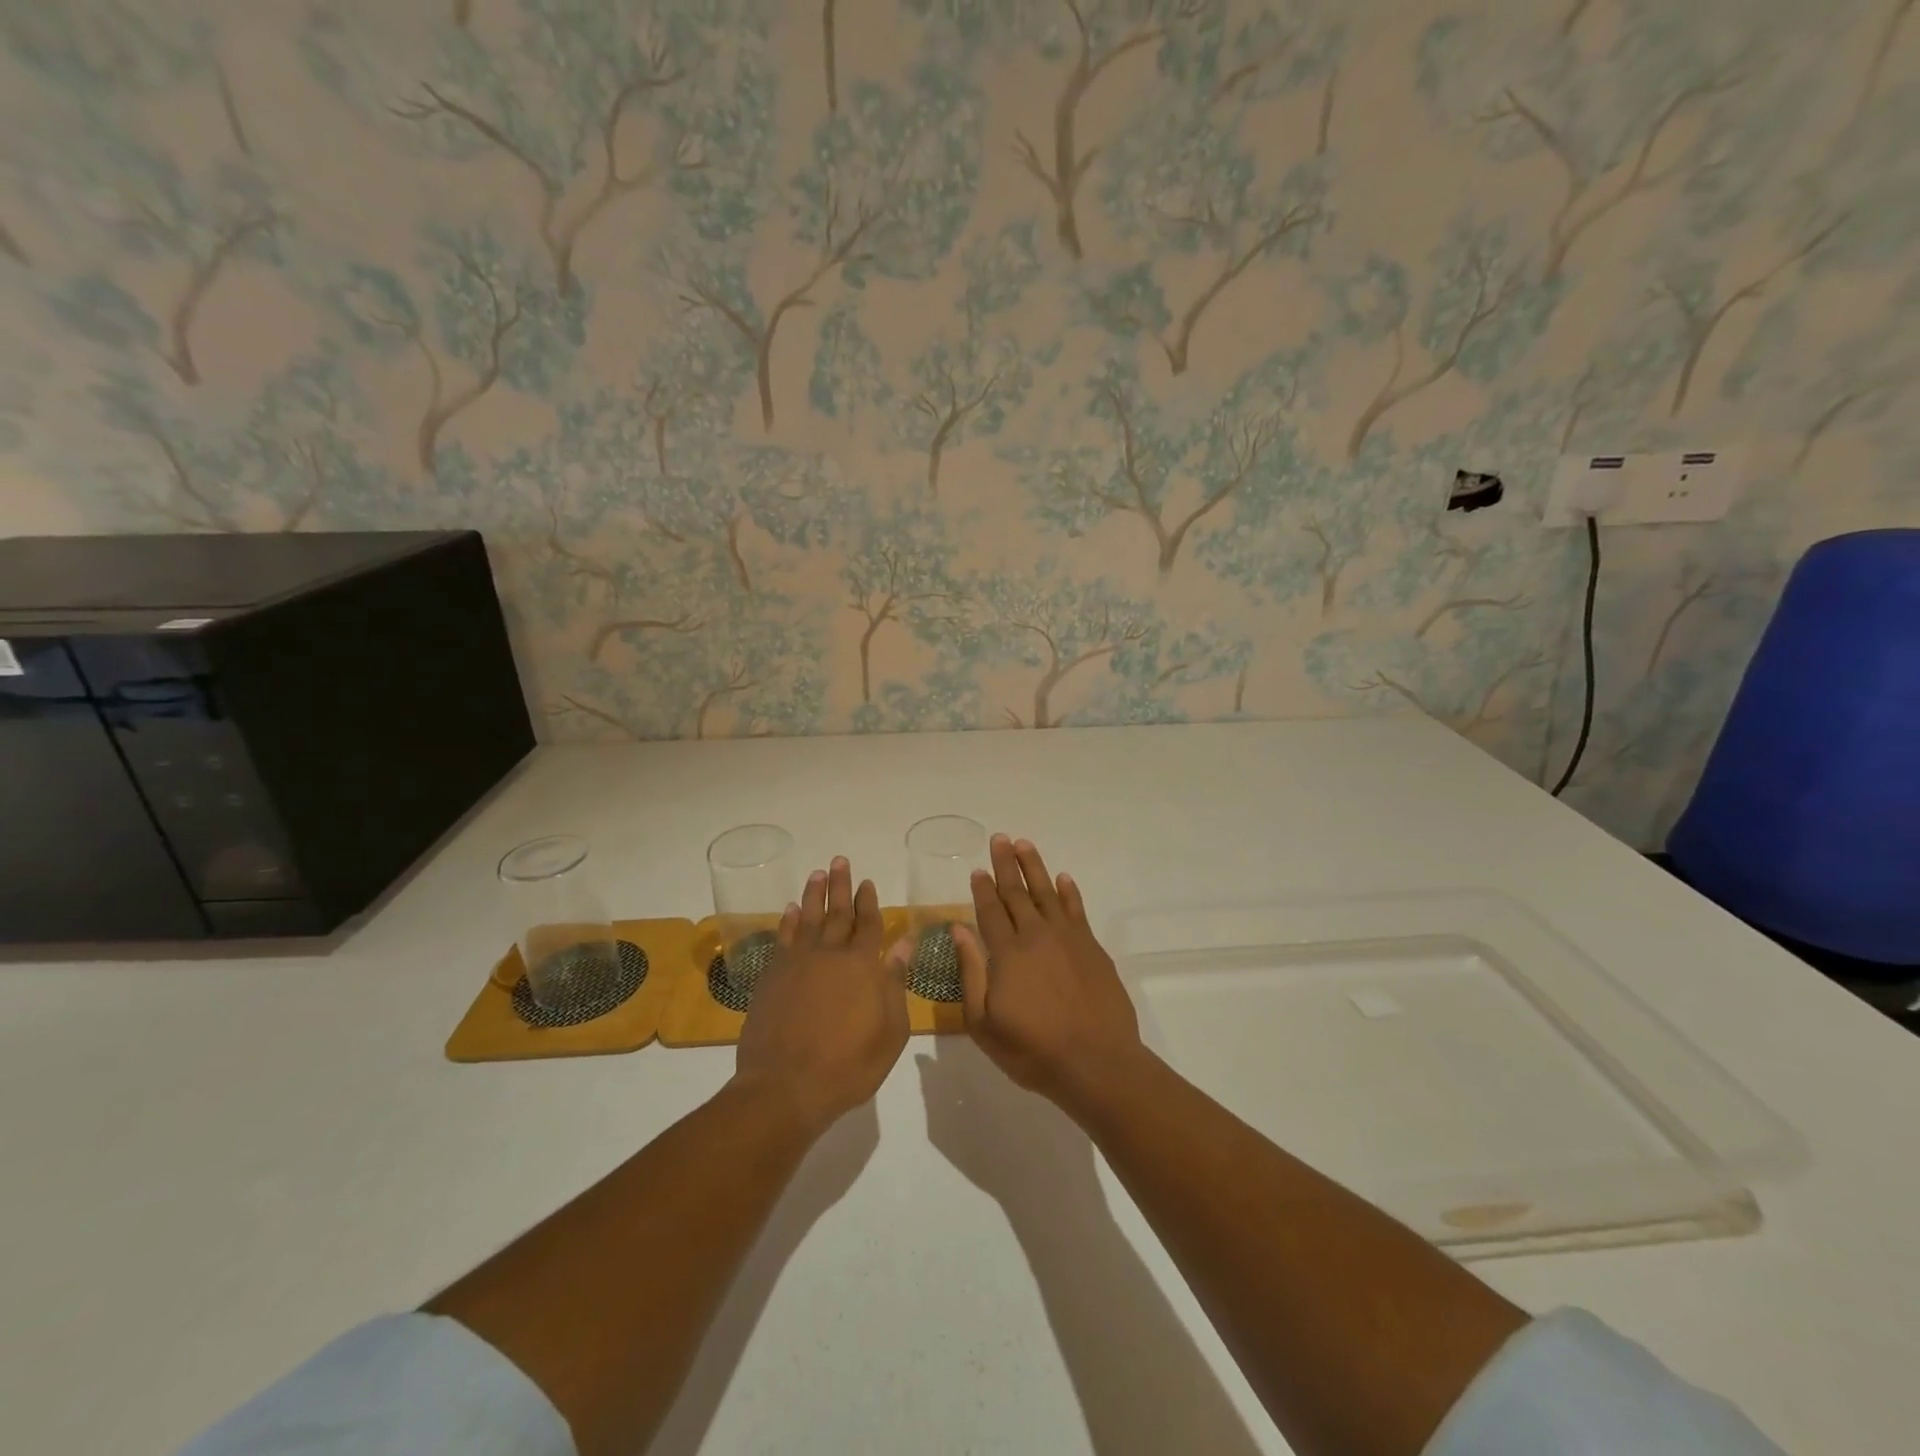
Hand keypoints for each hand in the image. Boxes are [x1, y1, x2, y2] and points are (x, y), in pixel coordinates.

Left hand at [734, 856, 907, 1135]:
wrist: (785, 1087)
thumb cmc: (848, 1065)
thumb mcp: (890, 1031)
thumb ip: (895, 983)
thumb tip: (903, 944)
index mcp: (862, 966)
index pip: (868, 924)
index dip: (869, 902)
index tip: (867, 882)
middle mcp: (829, 955)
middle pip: (837, 913)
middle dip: (841, 886)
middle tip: (840, 860)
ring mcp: (796, 964)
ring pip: (807, 918)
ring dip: (814, 895)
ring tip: (818, 873)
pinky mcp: (771, 977)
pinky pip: (782, 939)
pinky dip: (787, 922)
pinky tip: (790, 910)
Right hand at [949, 835, 1146, 1109]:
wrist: (1097, 1063)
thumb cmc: (1033, 1050)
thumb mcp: (984, 1023)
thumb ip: (970, 972)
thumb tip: (958, 929)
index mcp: (1007, 953)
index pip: (990, 910)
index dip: (982, 889)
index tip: (977, 869)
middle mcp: (1036, 936)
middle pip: (1017, 892)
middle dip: (1006, 864)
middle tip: (1000, 838)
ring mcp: (1068, 939)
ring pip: (1047, 893)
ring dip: (1035, 867)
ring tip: (1025, 844)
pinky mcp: (1092, 948)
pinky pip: (1077, 910)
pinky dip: (1069, 892)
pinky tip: (1064, 879)